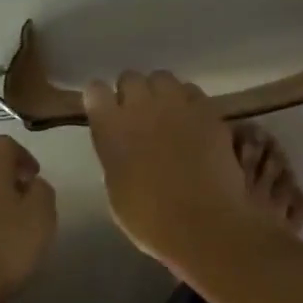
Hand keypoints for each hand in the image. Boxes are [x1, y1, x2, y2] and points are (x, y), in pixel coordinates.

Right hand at [84, 70, 268, 272]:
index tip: (105, 114)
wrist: (204, 225)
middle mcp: (141, 106)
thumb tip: (121, 146)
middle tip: (139, 117)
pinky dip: (189, 103)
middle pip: (130, 77)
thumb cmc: (150, 220)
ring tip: (168, 114)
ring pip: (163, 78)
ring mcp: (177, 105)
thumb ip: (114, 156)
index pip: (95, 90)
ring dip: (161, 93)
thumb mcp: (115, 189)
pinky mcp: (208, 111)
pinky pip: (192, 92)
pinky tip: (192, 122)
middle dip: (132, 93)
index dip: (100, 101)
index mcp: (110, 127)